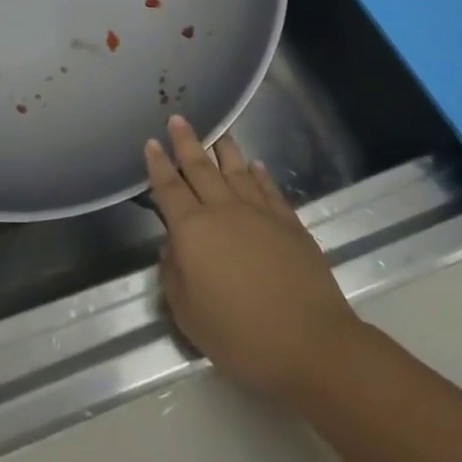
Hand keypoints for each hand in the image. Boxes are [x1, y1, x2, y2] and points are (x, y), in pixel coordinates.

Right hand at [146, 116, 357, 402]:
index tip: (151, 142)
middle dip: (187, 142)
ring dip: (225, 149)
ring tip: (218, 131)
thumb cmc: (239, 335)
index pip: (169, 188)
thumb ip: (173, 274)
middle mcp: (223, 210)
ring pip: (237, 170)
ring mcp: (260, 213)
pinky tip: (256, 165)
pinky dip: (260, 174)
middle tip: (178, 118)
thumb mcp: (187, 313)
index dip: (158, 165)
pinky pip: (269, 189)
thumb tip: (173, 247)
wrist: (310, 343)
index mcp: (192, 230)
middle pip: (201, 168)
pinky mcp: (290, 223)